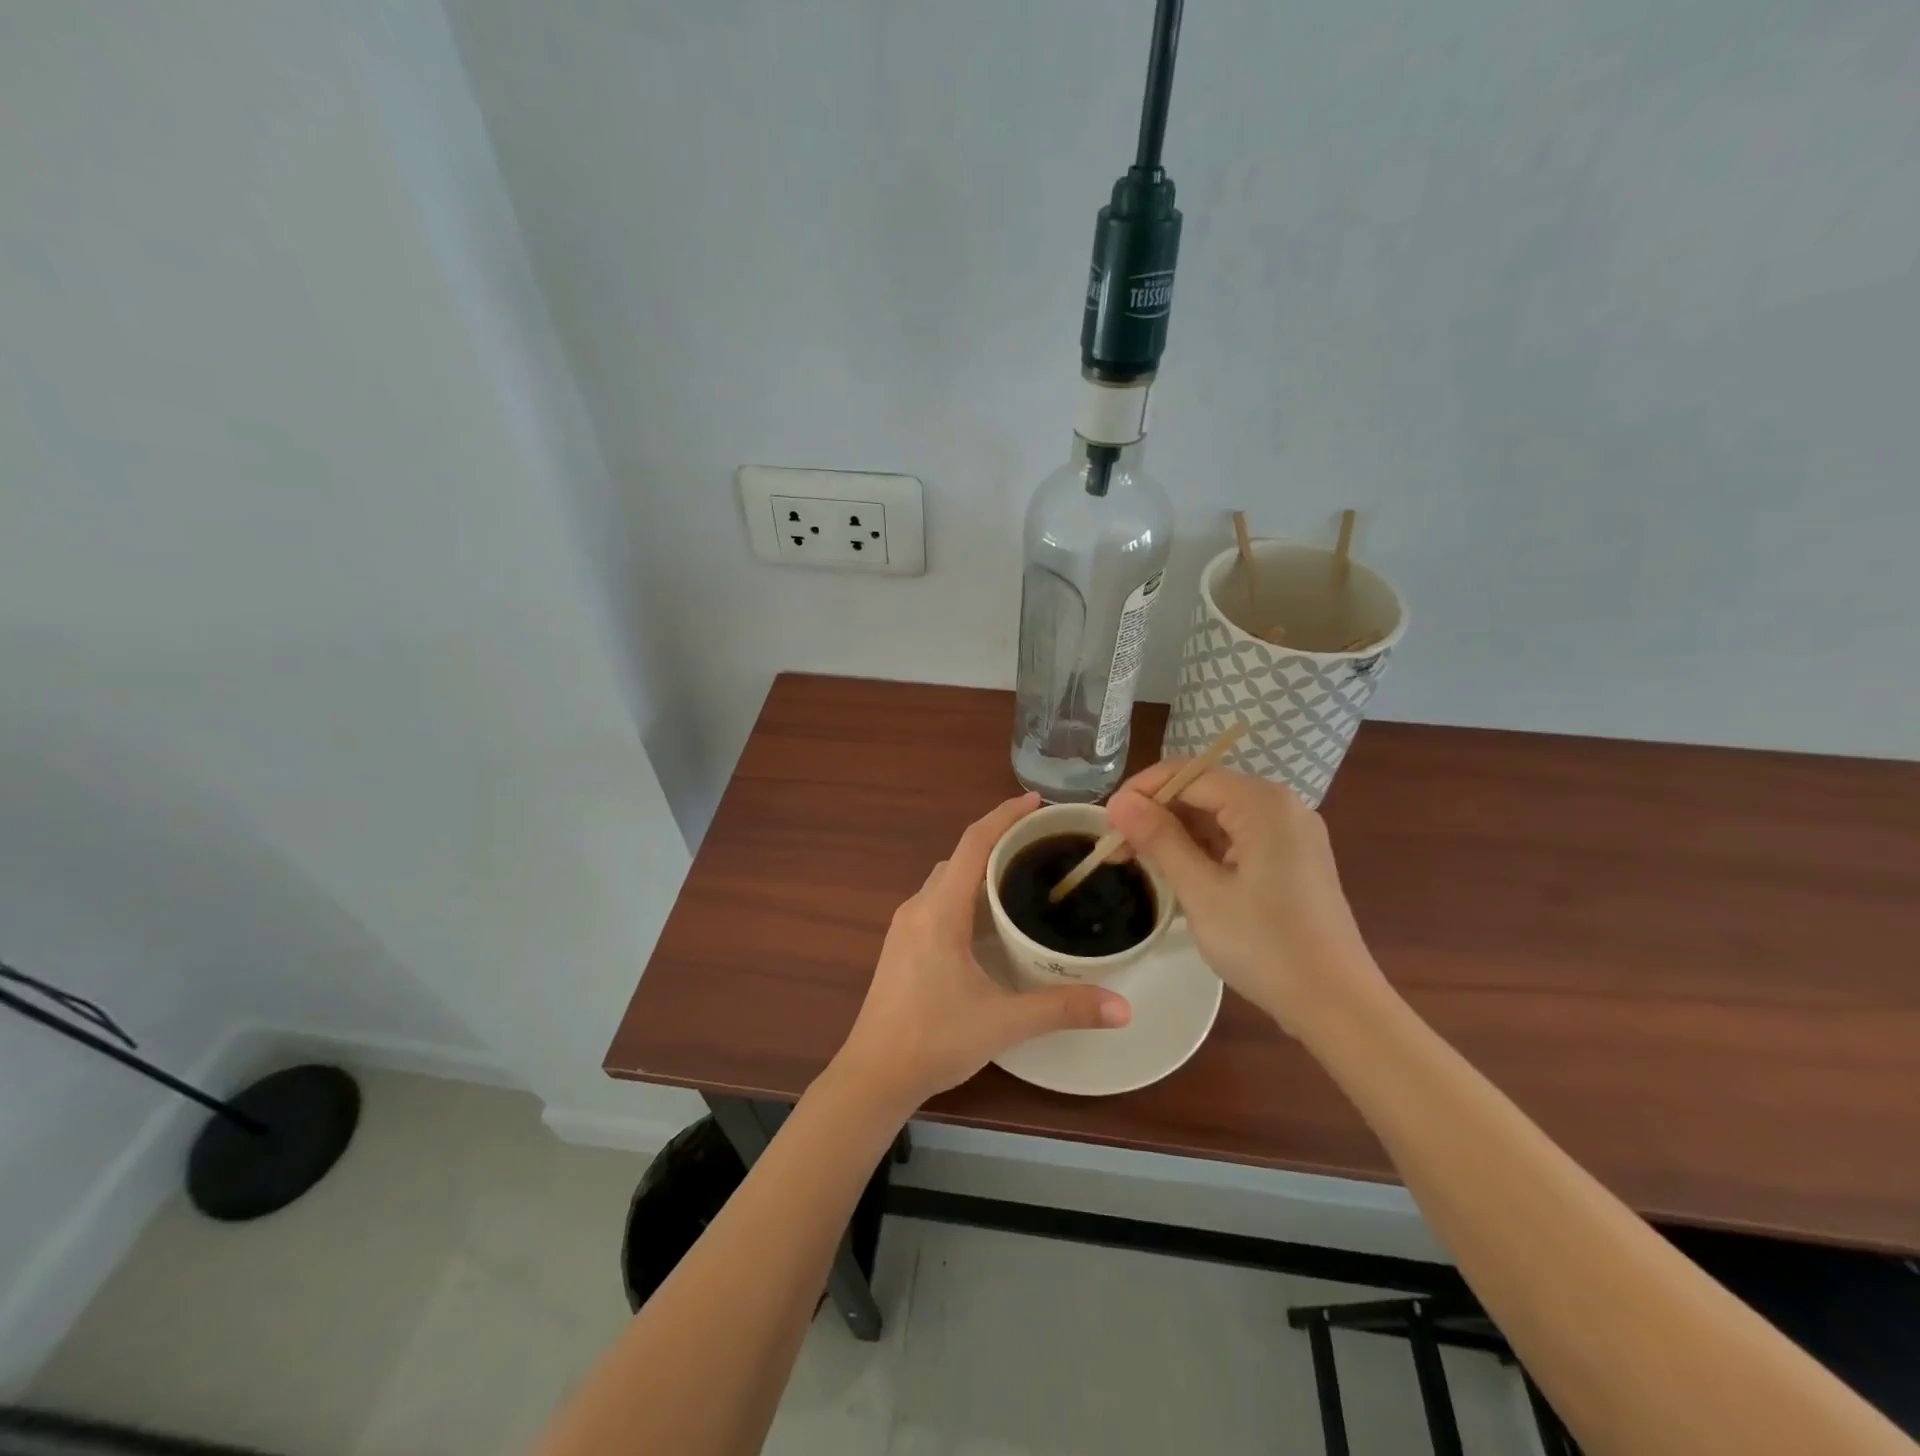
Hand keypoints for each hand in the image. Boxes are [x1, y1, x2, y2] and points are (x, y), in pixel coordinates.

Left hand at [834, 792, 1130, 1112]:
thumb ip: (1063, 1009)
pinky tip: (989, 916)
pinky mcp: (901, 943)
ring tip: (1021, 874)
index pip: (973, 843)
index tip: (1036, 801)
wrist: (873, 1075)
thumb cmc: (933, 1041)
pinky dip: (965, 890)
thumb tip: (1123, 1007)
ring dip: (979, 867)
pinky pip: (937, 898)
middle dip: (998, 839)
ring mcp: (904, 925)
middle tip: (1042, 842)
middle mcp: (918, 907)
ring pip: (946, 878)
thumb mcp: (1003, 1023)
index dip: (1004, 815)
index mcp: (940, 911)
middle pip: (960, 856)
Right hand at [1106, 765, 1384, 1029]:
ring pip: (1218, 814)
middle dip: (1157, 814)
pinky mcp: (1293, 857)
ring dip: (1177, 833)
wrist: (1337, 1004)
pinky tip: (1180, 872)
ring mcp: (1291, 831)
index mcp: (1262, 803)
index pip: (1187, 774)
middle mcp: (1281, 804)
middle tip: (1118, 849)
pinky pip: (1237, 835)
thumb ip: (1159, 839)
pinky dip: (1204, 848)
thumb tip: (1118, 802)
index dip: (1141, 793)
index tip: (1106, 826)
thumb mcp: (1202, 892)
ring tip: (1141, 863)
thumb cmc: (1265, 946)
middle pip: (1203, 790)